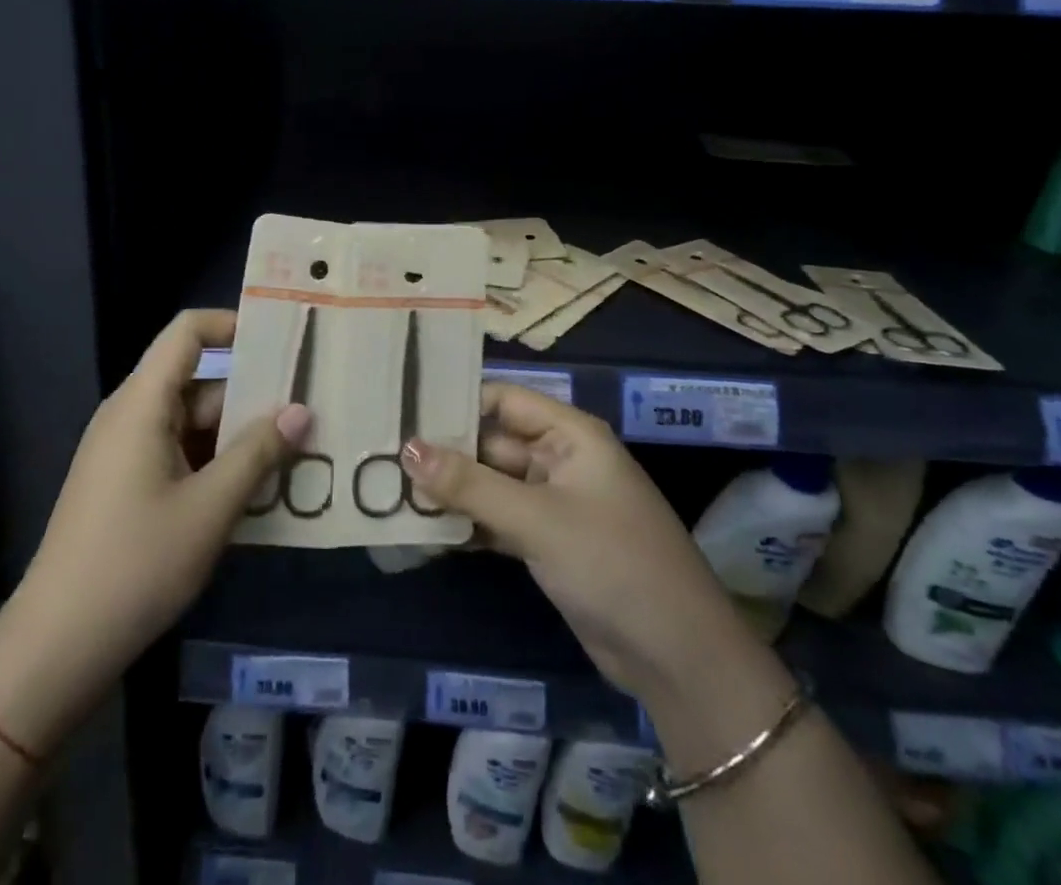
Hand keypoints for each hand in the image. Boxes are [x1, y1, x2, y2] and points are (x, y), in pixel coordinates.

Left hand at [0, 310, 308, 750]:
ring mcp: (126, 452)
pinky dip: (215, 464)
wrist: (58, 645)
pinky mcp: (126, 485)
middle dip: (251, 395)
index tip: (282, 340)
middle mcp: (131, 415)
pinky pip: (179, 454)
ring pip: (192, 424)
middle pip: (198, 382)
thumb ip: (258, 453)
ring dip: (238, 438)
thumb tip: (301, 410)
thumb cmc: (136, 564)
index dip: (232, 323)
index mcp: (142, 403)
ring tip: (296, 454)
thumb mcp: (210, 508)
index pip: (187, 332)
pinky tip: (255, 492)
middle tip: (309, 410)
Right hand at [404, 382, 746, 700]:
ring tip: (389, 486)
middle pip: (491, 442)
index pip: (503, 400)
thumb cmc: (613, 564)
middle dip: (445, 451)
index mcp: (570, 435)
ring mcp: (553, 503)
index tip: (404, 408)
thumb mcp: (537, 519)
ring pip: (490, 483)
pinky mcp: (546, 541)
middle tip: (382, 453)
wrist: (678, 660)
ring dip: (450, 489)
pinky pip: (497, 518)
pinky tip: (423, 526)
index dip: (457, 402)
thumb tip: (406, 449)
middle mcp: (560, 460)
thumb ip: (469, 484)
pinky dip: (467, 521)